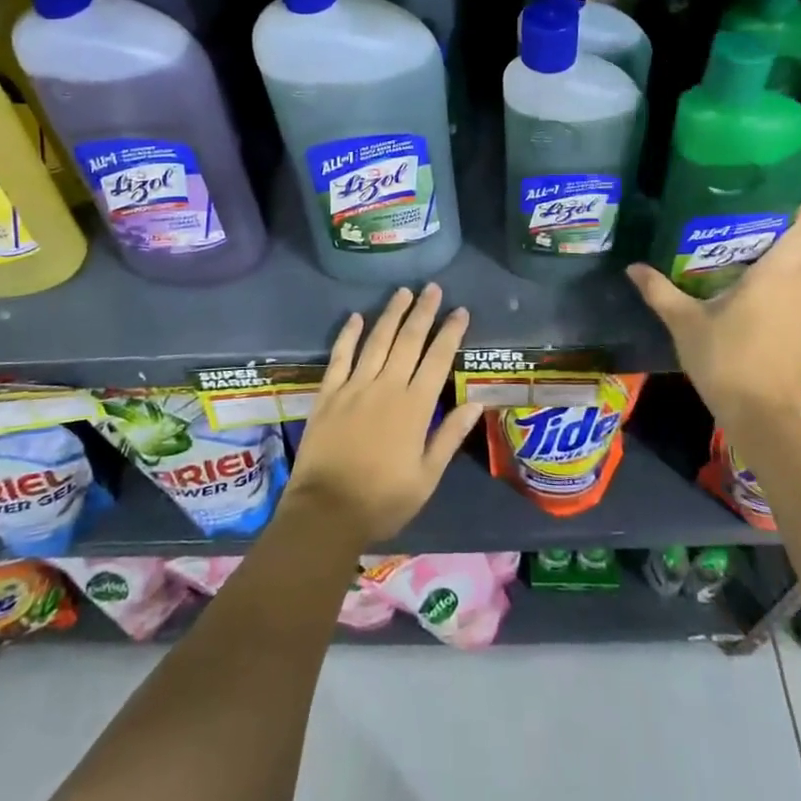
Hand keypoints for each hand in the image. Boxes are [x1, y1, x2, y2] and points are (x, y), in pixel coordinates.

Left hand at [284, 283, 483, 547]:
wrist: (326, 512)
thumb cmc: (383, 500)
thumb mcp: (426, 476)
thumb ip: (449, 436)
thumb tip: (475, 403)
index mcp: (414, 407)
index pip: (437, 359)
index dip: (450, 333)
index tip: (460, 311)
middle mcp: (386, 387)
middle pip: (408, 340)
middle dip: (423, 312)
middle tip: (433, 288)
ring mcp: (354, 387)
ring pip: (376, 341)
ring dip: (391, 314)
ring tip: (402, 292)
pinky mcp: (328, 393)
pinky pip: (340, 356)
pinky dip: (348, 334)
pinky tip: (356, 316)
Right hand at [626, 205, 800, 422]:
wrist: (760, 414)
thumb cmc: (723, 359)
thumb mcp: (684, 322)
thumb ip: (659, 290)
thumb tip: (632, 267)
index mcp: (776, 275)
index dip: (797, 214)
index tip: (776, 207)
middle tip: (771, 239)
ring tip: (783, 268)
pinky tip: (785, 301)